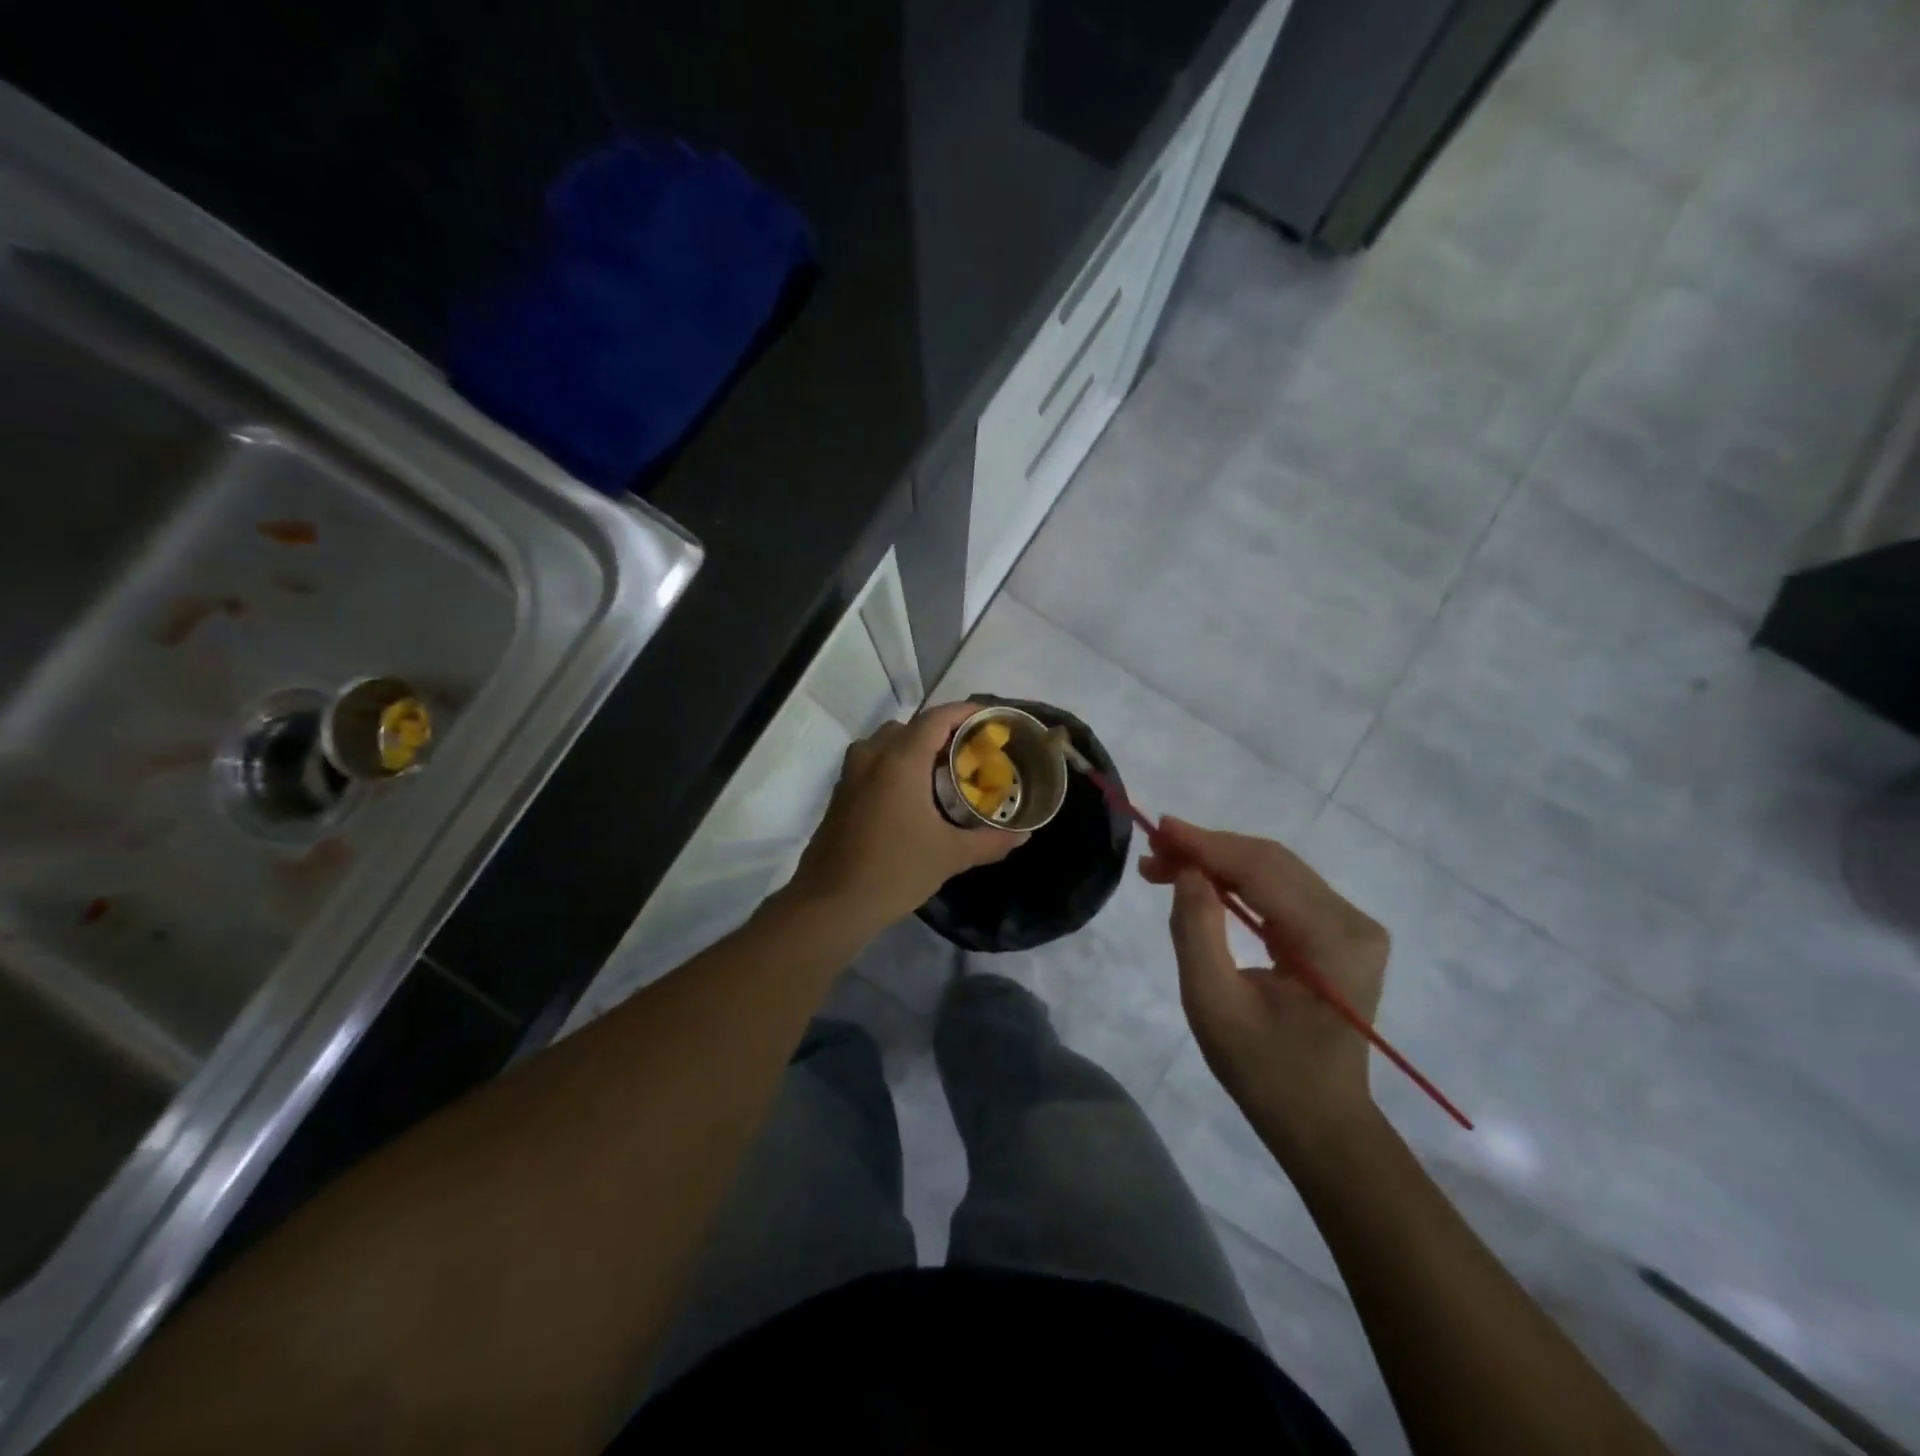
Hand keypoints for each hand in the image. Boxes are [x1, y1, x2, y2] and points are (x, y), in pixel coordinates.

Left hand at [789, 702, 1024, 934]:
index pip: (936, 718)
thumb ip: (990, 841)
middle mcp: (872, 757)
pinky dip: (893, 764)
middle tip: (969, 751)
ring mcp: (851, 774)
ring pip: (885, 743)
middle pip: (911, 726)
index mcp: (900, 761)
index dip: (964, 712)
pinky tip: (911, 796)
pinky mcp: (840, 794)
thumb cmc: (895, 871)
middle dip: (941, 731)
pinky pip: (871, 762)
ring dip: (913, 747)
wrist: (831, 903)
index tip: (989, 718)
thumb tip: (1024, 835)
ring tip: (940, 771)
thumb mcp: (950, 856)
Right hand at [1141, 819, 1388, 1161]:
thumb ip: (1196, 930)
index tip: (1158, 829)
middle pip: (1271, 862)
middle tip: (1153, 851)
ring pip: (1275, 870)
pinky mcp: (1338, 933)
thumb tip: (1185, 871)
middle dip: (1208, 850)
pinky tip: (1202, 880)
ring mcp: (1350, 926)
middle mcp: (1352, 921)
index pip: (1262, 870)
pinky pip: (1281, 891)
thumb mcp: (1213, 1004)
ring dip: (1219, 862)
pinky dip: (1238, 880)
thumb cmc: (1264, 1071)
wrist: (1321, 1123)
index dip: (1206, 845)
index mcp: (1332, 939)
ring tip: (1166, 863)